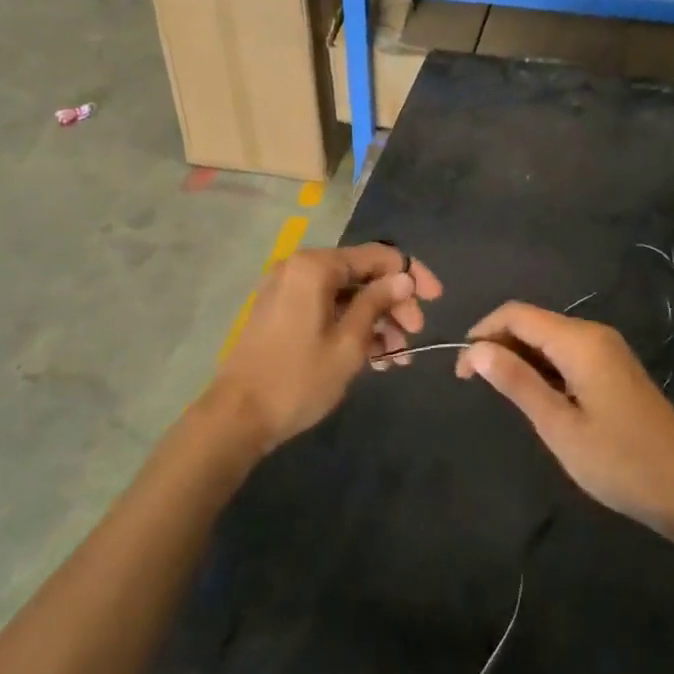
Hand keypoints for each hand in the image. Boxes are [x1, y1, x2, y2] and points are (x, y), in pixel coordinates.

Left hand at [211, 243, 443, 456]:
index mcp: (315, 267)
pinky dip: (352, 327)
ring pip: (347, 295)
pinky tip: (375, 358)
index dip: (411, 274)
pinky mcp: (283, 313)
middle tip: (414, 337)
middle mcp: (300, 268)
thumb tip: (404, 276)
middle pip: (362, 275)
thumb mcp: (349, 343)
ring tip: (398, 357)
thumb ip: (377, 302)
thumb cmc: (298, 379)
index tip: (436, 300)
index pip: (377, 256)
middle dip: (394, 304)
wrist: (237, 418)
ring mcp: (288, 290)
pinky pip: (328, 308)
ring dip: (377, 321)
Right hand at [457, 302, 673, 538]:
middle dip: (498, 345)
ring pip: (549, 338)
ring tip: (503, 397)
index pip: (516, 314)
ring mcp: (609, 350)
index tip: (461, 372)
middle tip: (475, 387)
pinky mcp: (616, 369)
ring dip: (519, 358)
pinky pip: (568, 354)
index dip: (482, 334)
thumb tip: (476, 348)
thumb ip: (517, 382)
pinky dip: (543, 368)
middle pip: (532, 322)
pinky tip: (538, 399)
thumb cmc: (621, 463)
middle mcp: (595, 334)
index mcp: (580, 341)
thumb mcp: (559, 426)